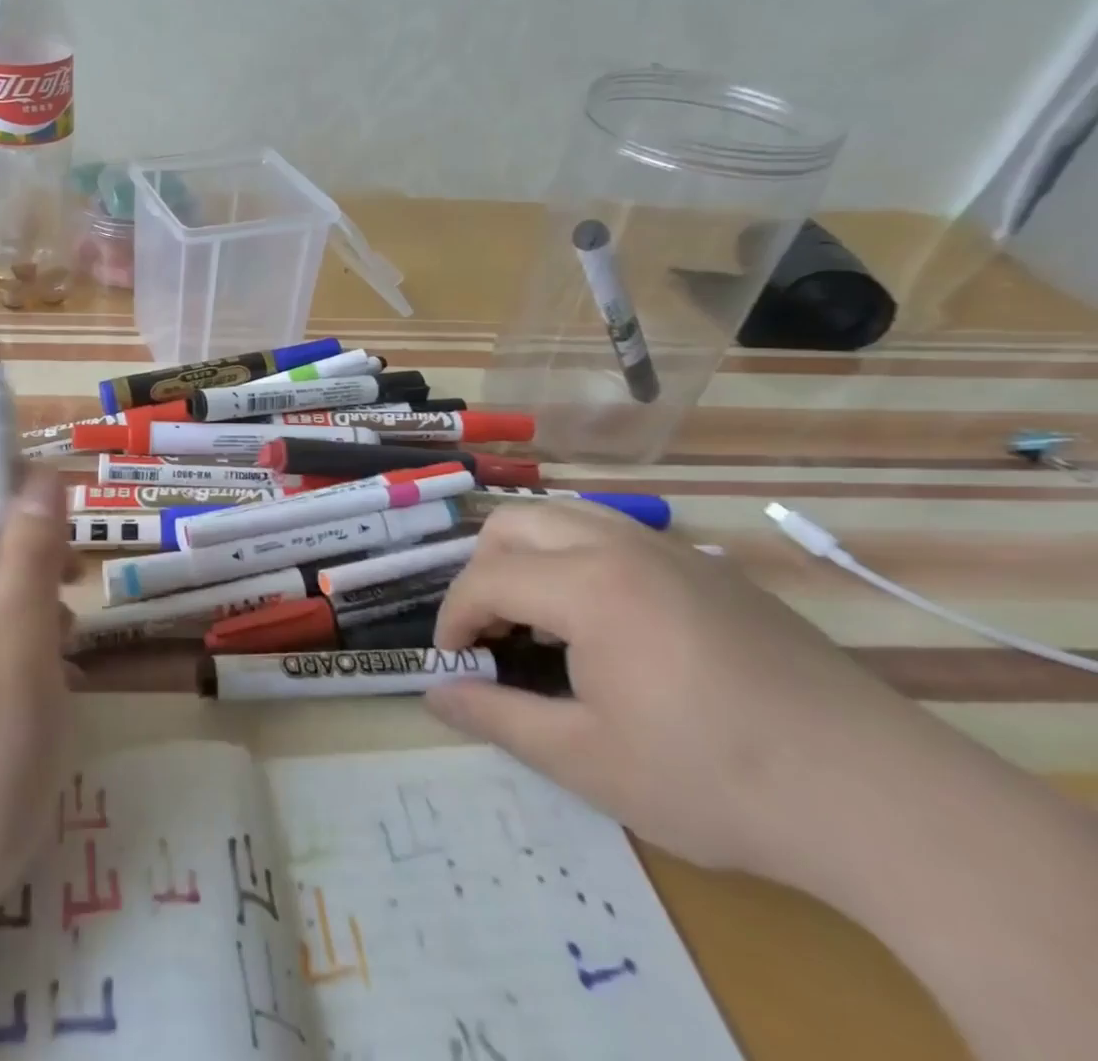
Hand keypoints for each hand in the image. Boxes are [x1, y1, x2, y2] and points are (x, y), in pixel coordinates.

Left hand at [0, 452, 76, 937]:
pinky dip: (5, 638)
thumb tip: (40, 475)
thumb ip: (29, 551)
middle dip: (22, 539)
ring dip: (21, 592)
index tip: (56, 508)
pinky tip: (37, 686)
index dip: (1, 467)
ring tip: (65, 643)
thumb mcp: (18, 644)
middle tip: (73, 582)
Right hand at [428, 500, 941, 884]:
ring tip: (541, 622)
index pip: (485, 579)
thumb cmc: (715, 780)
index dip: (453, 618)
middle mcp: (621, 546)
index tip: (453, 664)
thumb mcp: (587, 761)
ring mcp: (674, 552)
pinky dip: (581, 561)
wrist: (884, 801)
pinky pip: (620, 537)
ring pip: (567, 517)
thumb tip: (434, 694)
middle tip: (492, 634)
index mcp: (586, 585)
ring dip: (531, 557)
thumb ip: (498, 717)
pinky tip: (609, 627)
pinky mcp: (714, 572)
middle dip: (483, 573)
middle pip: (515, 524)